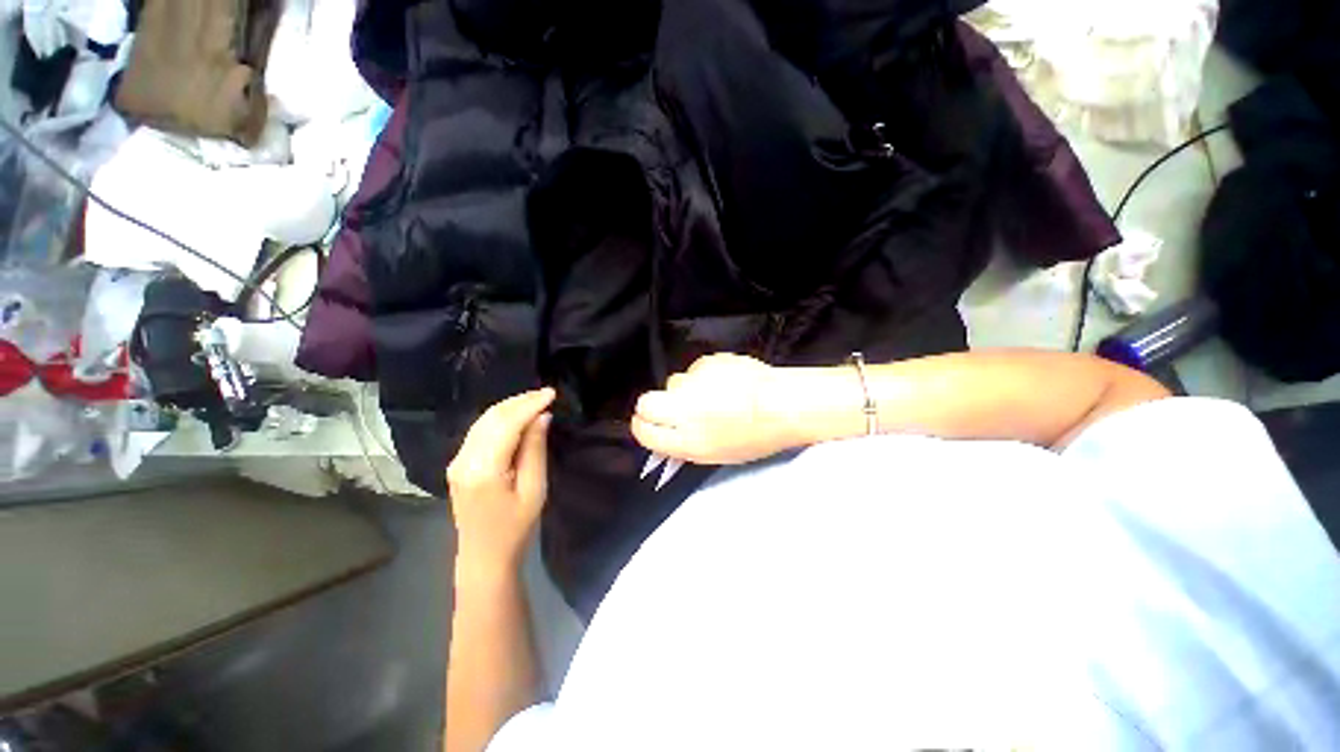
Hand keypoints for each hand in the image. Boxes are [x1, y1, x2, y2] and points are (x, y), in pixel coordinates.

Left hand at [447, 388, 554, 573]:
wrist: (483, 557)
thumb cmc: (516, 527)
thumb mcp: (535, 489)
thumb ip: (535, 450)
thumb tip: (541, 418)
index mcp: (484, 469)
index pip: (507, 424)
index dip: (529, 404)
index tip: (551, 393)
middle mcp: (464, 460)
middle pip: (492, 417)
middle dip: (520, 401)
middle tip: (546, 394)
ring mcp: (457, 461)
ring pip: (483, 421)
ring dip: (510, 407)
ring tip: (536, 401)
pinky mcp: (458, 464)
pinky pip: (480, 431)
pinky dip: (500, 418)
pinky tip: (517, 416)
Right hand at [631, 353, 793, 464]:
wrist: (783, 404)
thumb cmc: (755, 437)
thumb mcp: (715, 453)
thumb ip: (684, 444)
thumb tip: (666, 433)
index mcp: (687, 441)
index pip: (644, 431)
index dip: (643, 427)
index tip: (648, 424)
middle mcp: (684, 411)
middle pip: (646, 403)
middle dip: (653, 406)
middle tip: (673, 408)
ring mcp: (694, 384)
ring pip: (673, 383)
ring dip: (685, 389)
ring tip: (713, 394)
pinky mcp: (706, 362)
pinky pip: (695, 370)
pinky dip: (704, 376)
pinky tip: (725, 382)